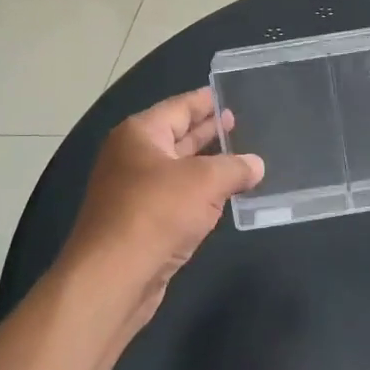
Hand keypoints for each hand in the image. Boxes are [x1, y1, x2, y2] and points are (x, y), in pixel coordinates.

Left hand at [59, 89, 264, 332]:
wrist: (113, 277)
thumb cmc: (156, 214)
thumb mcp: (205, 182)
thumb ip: (235, 167)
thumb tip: (256, 165)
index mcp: (140, 134)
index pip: (180, 106)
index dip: (206, 100)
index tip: (231, 93)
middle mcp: (132, 157)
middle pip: (177, 136)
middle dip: (208, 131)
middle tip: (242, 123)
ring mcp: (133, 191)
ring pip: (178, 169)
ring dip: (207, 165)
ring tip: (241, 158)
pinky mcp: (141, 222)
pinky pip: (176, 197)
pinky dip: (199, 193)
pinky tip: (223, 196)